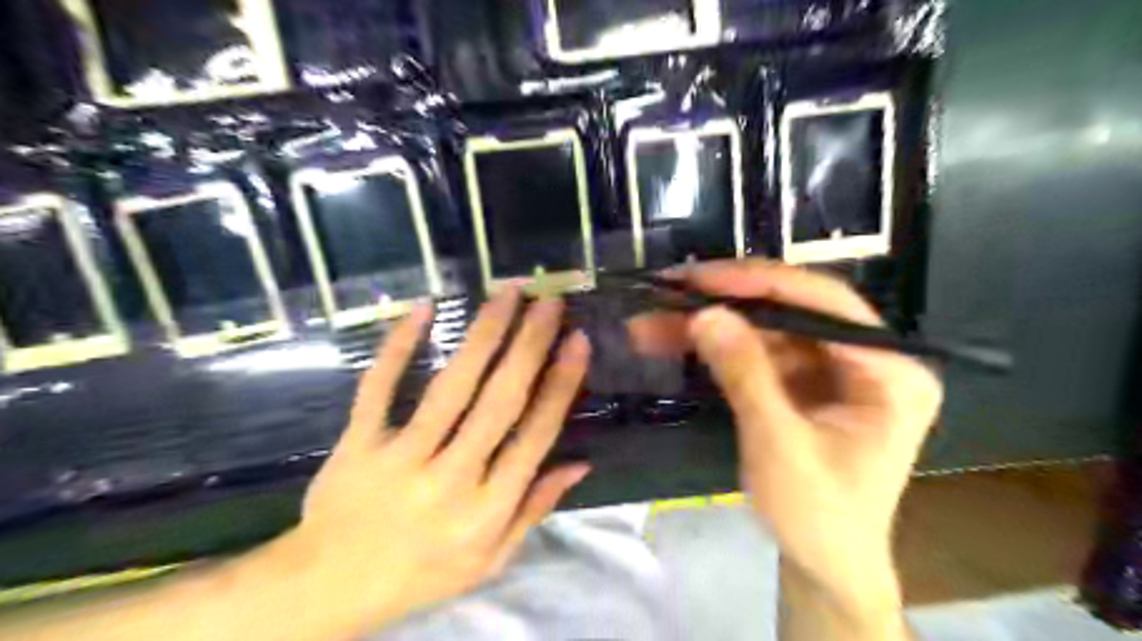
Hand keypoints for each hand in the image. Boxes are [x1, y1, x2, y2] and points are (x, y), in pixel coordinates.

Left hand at [280, 289, 592, 634]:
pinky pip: (379, 387)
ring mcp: (400, 458)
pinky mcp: (357, 443)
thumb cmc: (421, 573)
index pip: (534, 436)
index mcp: (487, 509)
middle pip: (498, 402)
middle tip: (549, 302)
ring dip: (483, 335)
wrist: (328, 588)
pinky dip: (399, 346)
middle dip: (529, 346)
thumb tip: (579, 464)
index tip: (577, 341)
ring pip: (450, 388)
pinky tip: (423, 309)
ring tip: (507, 294)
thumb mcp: (490, 559)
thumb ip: (534, 510)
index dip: (560, 385)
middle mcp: (450, 479)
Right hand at [628, 264, 941, 616]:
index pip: (824, 303)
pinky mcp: (806, 382)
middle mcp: (869, 357)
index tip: (700, 278)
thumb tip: (704, 314)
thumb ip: (745, 375)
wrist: (824, 566)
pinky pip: (759, 351)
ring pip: (767, 327)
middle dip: (725, 301)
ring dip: (712, 322)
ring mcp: (835, 368)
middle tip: (670, 291)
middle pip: (791, 309)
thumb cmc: (817, 516)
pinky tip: (677, 341)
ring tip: (655, 320)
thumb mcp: (780, 445)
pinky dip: (718, 346)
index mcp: (891, 371)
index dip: (759, 283)